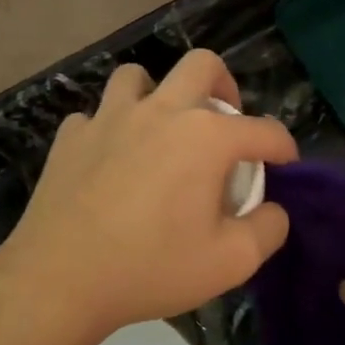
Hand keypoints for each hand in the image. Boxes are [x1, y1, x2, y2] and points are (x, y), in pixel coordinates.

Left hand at [0, 50, 297, 344]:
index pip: (263, 130)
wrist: (59, 280)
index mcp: (206, 137)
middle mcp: (161, 111)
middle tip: (225, 121)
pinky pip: (96, 116)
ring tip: (163, 129)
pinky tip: (112, 158)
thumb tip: (274, 209)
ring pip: (139, 77)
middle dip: (225, 86)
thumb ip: (268, 229)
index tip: (285, 164)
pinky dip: (112, 128)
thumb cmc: (152, 268)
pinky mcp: (70, 137)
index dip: (283, 146)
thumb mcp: (231, 262)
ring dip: (159, 95)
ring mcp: (109, 118)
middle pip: (202, 65)